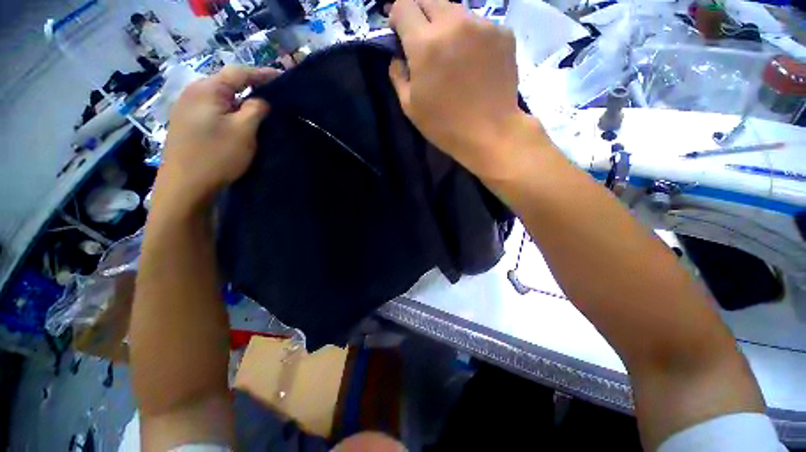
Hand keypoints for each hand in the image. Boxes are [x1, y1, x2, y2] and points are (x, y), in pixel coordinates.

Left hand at [157, 66, 280, 208]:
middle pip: (227, 84)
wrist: (186, 186)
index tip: (282, 77)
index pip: (238, 73)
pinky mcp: (187, 124)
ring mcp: (187, 109)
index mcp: (206, 90)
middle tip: (274, 95)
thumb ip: (255, 109)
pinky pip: (214, 110)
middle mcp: (193, 93)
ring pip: (221, 99)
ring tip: (260, 109)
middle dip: (251, 87)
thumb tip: (261, 100)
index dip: (262, 74)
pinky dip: (230, 112)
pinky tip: (239, 122)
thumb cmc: (216, 156)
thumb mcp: (243, 131)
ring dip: (241, 101)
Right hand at [389, 0, 524, 174]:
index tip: (398, 31)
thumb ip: (398, 76)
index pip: (403, 6)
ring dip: (446, 24)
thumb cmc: (445, 126)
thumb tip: (398, 58)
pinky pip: (479, 25)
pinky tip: (474, 60)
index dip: (397, 15)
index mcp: (425, 44)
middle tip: (423, 40)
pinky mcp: (503, 33)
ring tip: (451, 52)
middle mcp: (453, 23)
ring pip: (456, 10)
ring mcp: (482, 25)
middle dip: (420, 14)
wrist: (490, 133)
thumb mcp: (410, 107)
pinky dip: (471, 36)